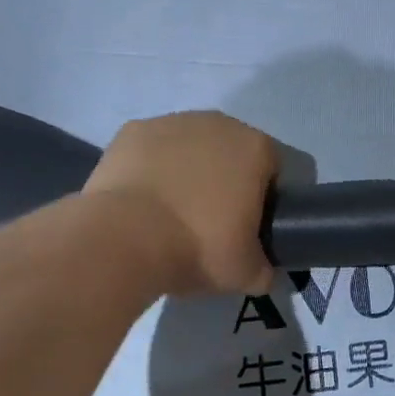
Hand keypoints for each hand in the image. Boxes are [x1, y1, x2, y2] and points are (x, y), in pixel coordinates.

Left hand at [82, 111, 280, 295]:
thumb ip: (263, 269)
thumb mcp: (245, 273)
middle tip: (209, 220)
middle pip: (229, 151)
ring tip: (170, 212)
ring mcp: (172, 122)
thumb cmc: (198, 247)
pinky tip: (141, 200)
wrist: (124, 239)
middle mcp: (218, 124)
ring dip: (186, 170)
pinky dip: (149, 168)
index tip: (246, 226)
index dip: (261, 197)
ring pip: (189, 146)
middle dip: (223, 178)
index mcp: (255, 149)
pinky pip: (151, 150)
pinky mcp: (132, 131)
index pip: (270, 169)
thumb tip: (262, 272)